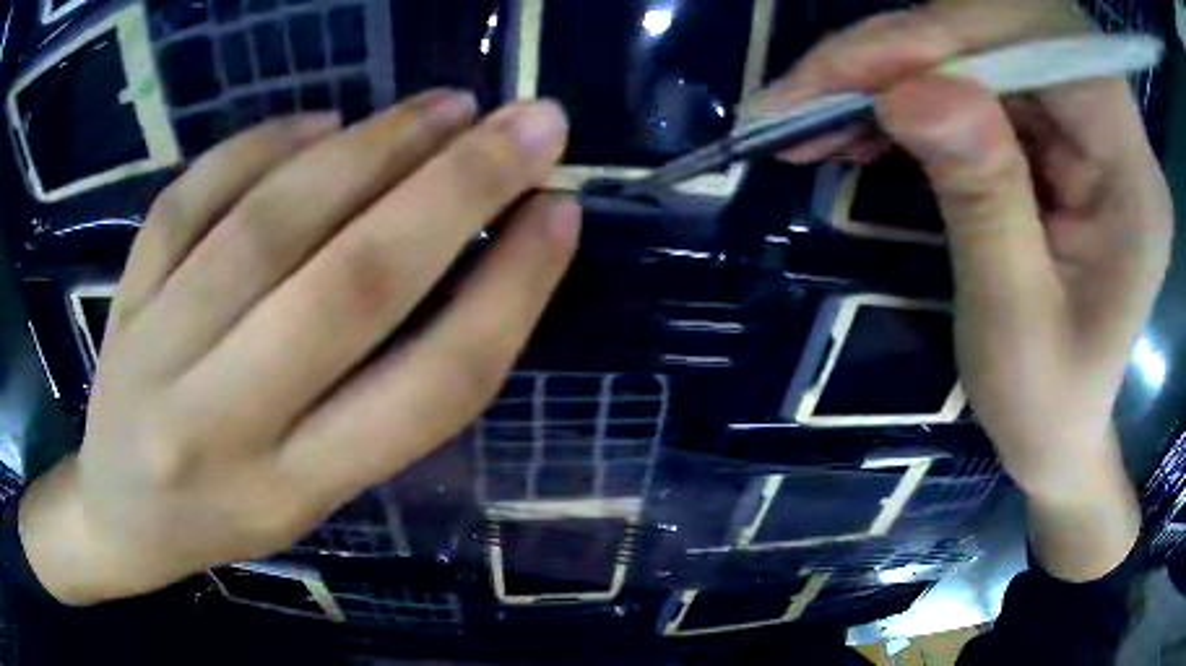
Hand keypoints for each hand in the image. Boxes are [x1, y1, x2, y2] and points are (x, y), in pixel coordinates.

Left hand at [20, 91, 579, 604]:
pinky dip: (258, 146)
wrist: (119, 517)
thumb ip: (378, 399)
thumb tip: (457, 257)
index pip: (426, 389)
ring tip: (443, 107)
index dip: (509, 292)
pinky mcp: (124, 300)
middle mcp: (221, 424)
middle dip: (457, 189)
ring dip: (370, 149)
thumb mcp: (312, 499)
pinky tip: (317, 120)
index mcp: (292, 492)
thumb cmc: (222, 522)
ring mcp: (156, 352)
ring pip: (268, 226)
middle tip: (530, 124)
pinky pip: (188, 202)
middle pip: (350, 287)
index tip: (560, 213)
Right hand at [760, 0, 1170, 578]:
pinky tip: (860, 121)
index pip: (1049, 50)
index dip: (953, 40)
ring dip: (893, 67)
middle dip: (908, 46)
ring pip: (979, 42)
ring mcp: (1082, 121)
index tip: (859, 79)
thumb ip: (983, 200)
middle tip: (817, 88)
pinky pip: (972, 75)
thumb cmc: (1047, 406)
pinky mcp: (1051, 127)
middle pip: (1007, 28)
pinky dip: (906, 88)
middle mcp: (1114, 127)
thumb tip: (912, 92)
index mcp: (1132, 177)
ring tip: (818, 110)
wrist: (1062, 431)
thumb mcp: (1013, 325)